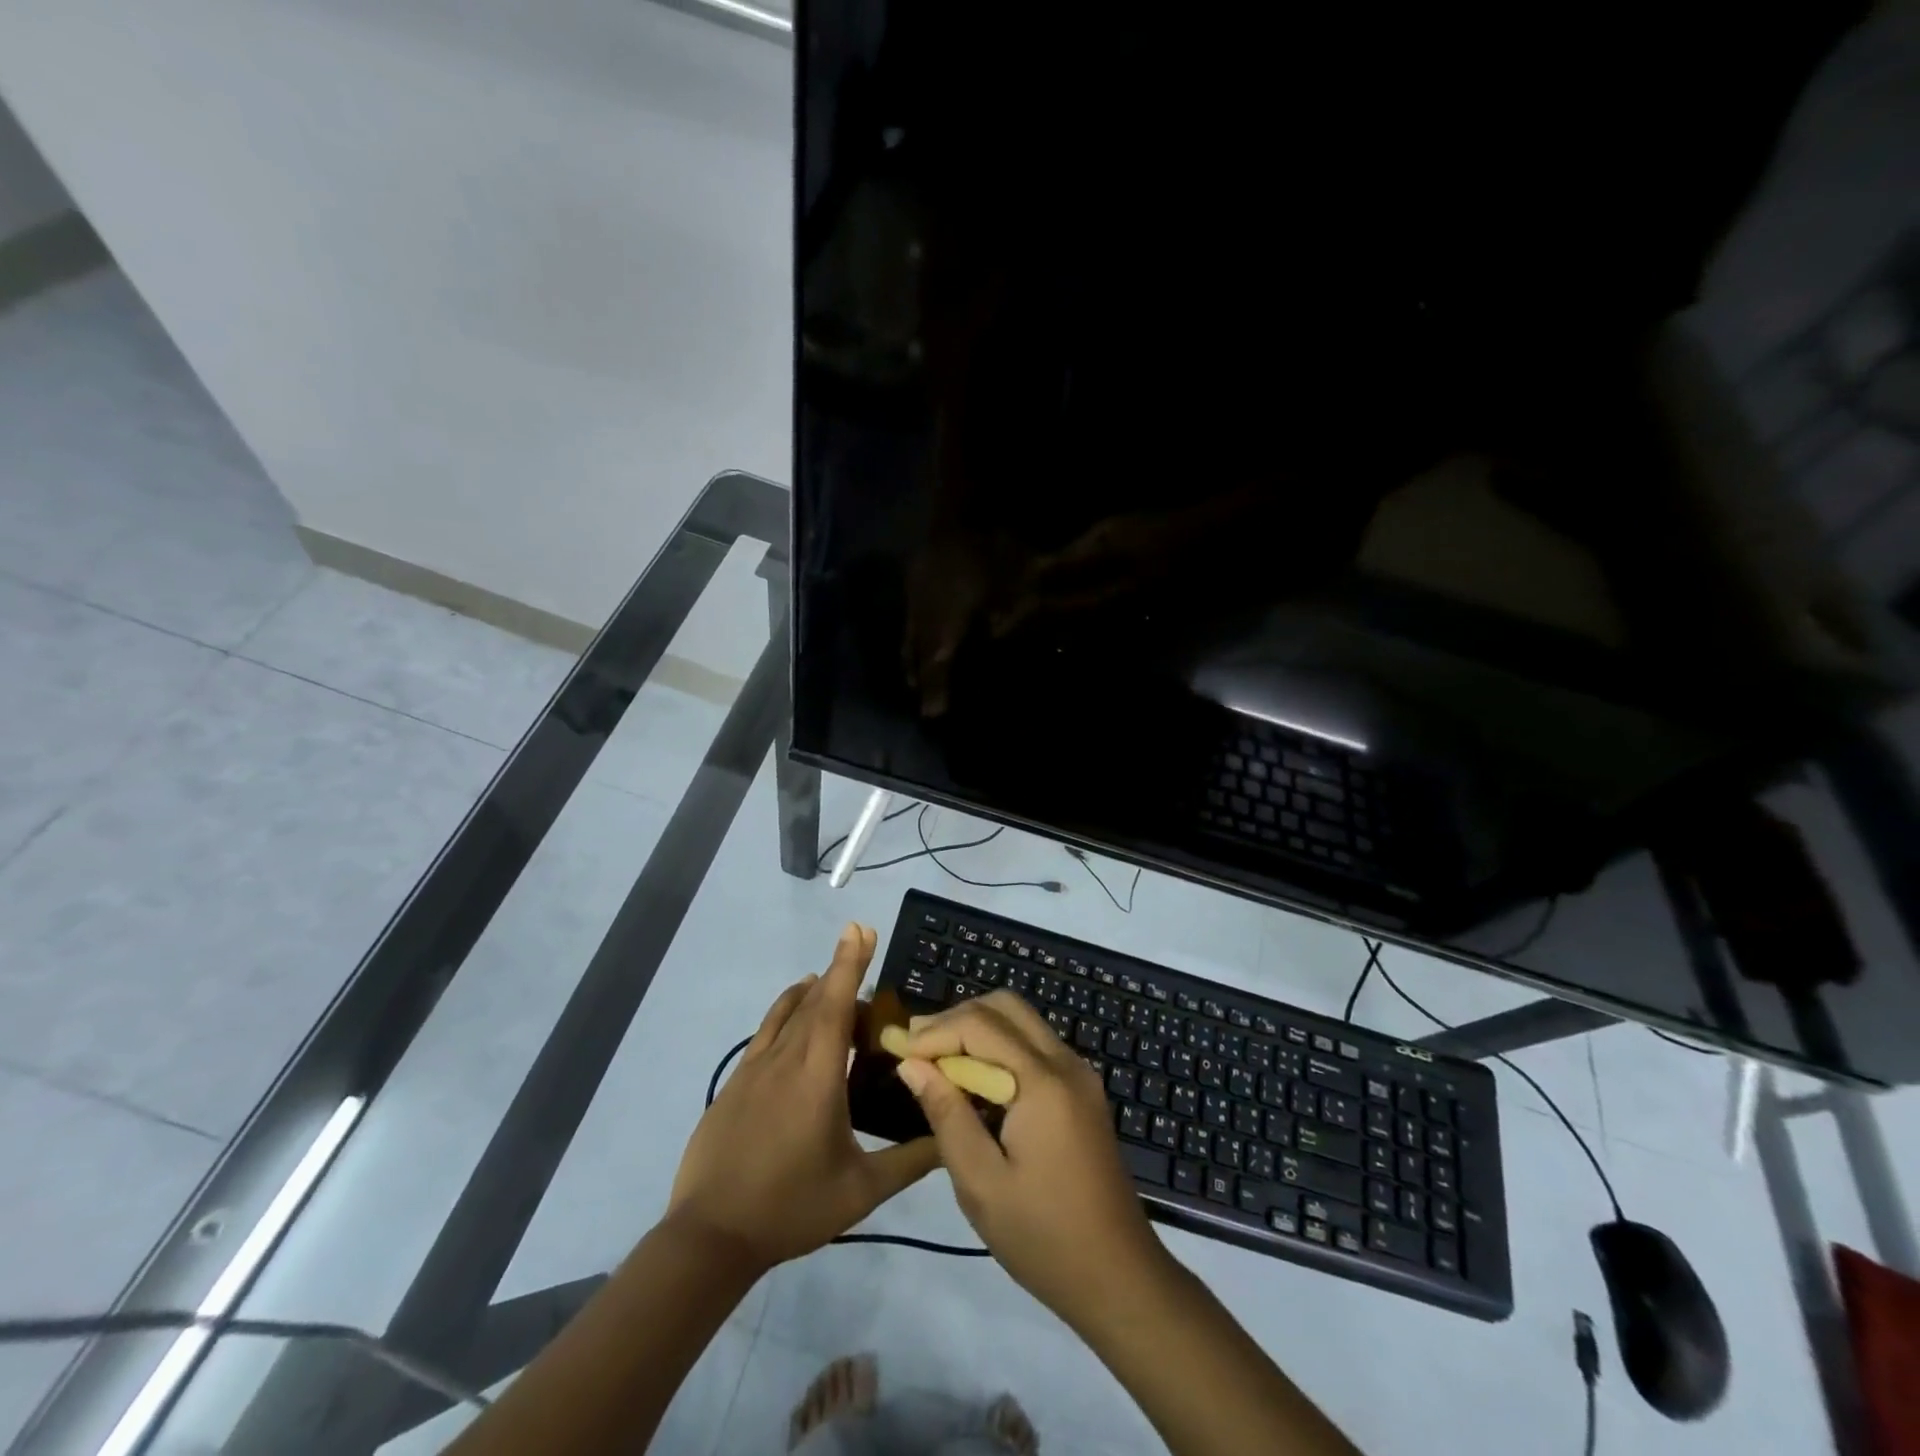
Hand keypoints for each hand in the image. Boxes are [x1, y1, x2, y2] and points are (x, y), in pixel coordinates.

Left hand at [668, 924, 939, 1271]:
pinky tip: (794, 1012)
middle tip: (861, 942)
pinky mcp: (736, 1082)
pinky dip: (785, 1010)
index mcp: (818, 1075)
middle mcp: (786, 1059)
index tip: (861, 929)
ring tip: (831, 977)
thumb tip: (952, 1138)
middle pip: (816, 1000)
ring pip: (789, 1012)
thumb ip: (910, 1161)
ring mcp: (755, 1068)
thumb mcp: (860, 1191)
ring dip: (814, 989)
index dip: (850, 964)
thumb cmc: (790, 1207)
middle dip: (840, 969)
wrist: (710, 1235)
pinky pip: (767, 1031)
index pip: (837, 1005)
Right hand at [896, 991, 1167, 1326]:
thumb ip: (946, 1114)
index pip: (980, 1024)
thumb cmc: (1044, 1237)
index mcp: (1043, 1082)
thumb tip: (911, 1064)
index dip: (935, 1031)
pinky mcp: (1082, 1091)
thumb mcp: (981, 1183)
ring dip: (978, 1029)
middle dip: (957, 1018)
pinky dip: (1000, 1047)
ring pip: (1022, 1021)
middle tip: (917, 1048)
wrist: (1120, 1278)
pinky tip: (974, 1080)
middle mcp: (1066, 1063)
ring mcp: (1080, 1074)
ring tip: (937, 1062)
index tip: (898, 1050)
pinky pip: (1035, 1046)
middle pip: (1005, 1007)